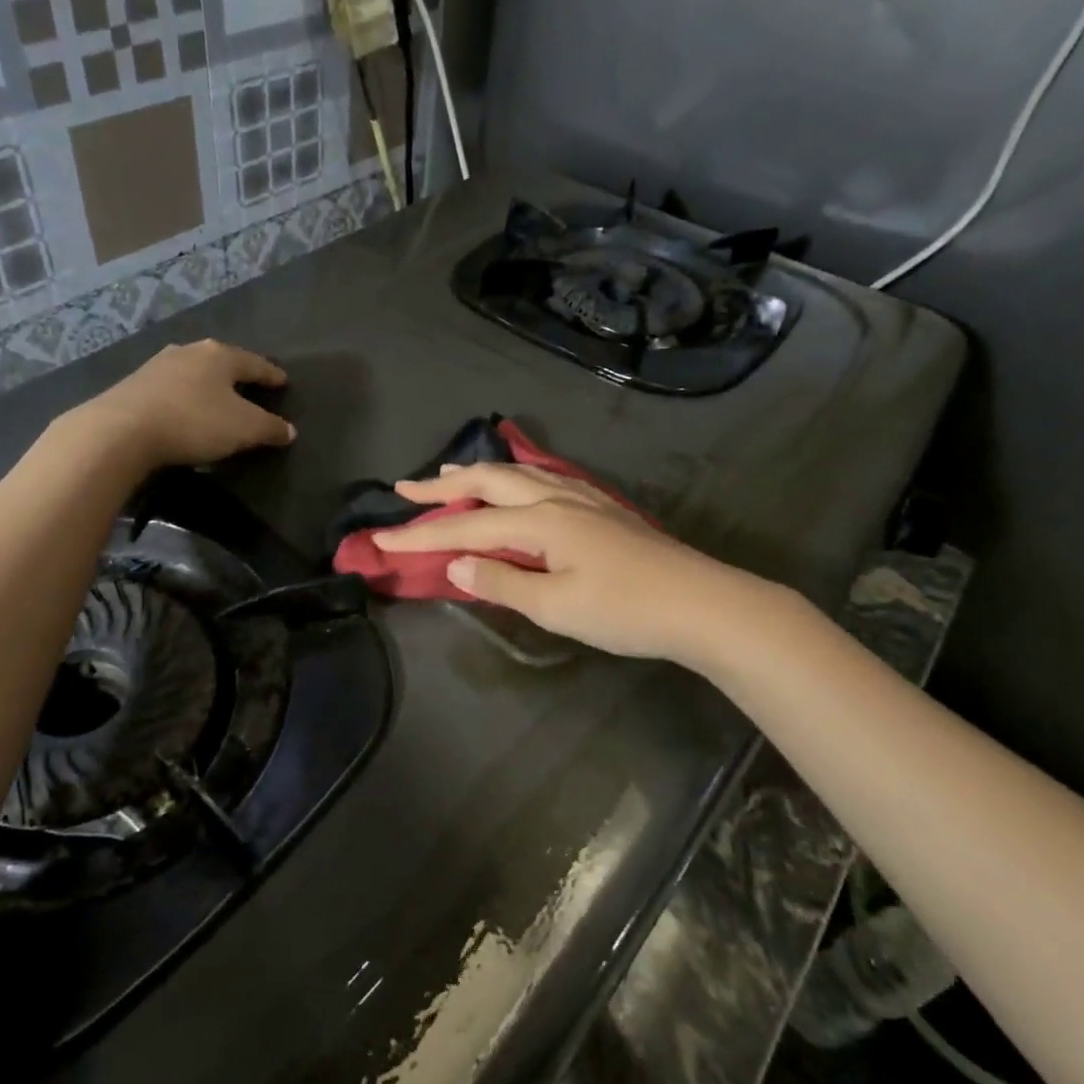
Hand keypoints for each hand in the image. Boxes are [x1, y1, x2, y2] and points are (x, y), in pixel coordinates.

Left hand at [77, 340, 294, 468]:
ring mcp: (157, 365)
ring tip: (216, 398)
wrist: (121, 430)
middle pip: (221, 362)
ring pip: (193, 372)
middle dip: (236, 375)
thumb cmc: (194, 422)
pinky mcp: (134, 384)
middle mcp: (190, 351)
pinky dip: (183, 397)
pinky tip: (184, 409)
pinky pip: (171, 388)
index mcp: (220, 355)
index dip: (271, 375)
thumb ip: (270, 428)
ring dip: (206, 385)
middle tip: (250, 387)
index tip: (283, 381)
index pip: (255, 364)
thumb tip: (289, 431)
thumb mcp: (244, 429)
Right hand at [373, 463, 762, 661]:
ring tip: (449, 473)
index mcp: (540, 521)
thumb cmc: (626, 610)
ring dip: (477, 473)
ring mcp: (581, 498)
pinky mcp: (600, 507)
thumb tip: (456, 564)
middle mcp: (555, 498)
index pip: (466, 525)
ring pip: (517, 474)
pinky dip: (512, 477)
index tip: (380, 539)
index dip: (421, 534)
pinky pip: (542, 478)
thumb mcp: (558, 606)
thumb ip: (503, 581)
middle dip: (443, 484)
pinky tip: (516, 484)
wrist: (703, 604)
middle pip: (488, 480)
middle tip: (405, 487)